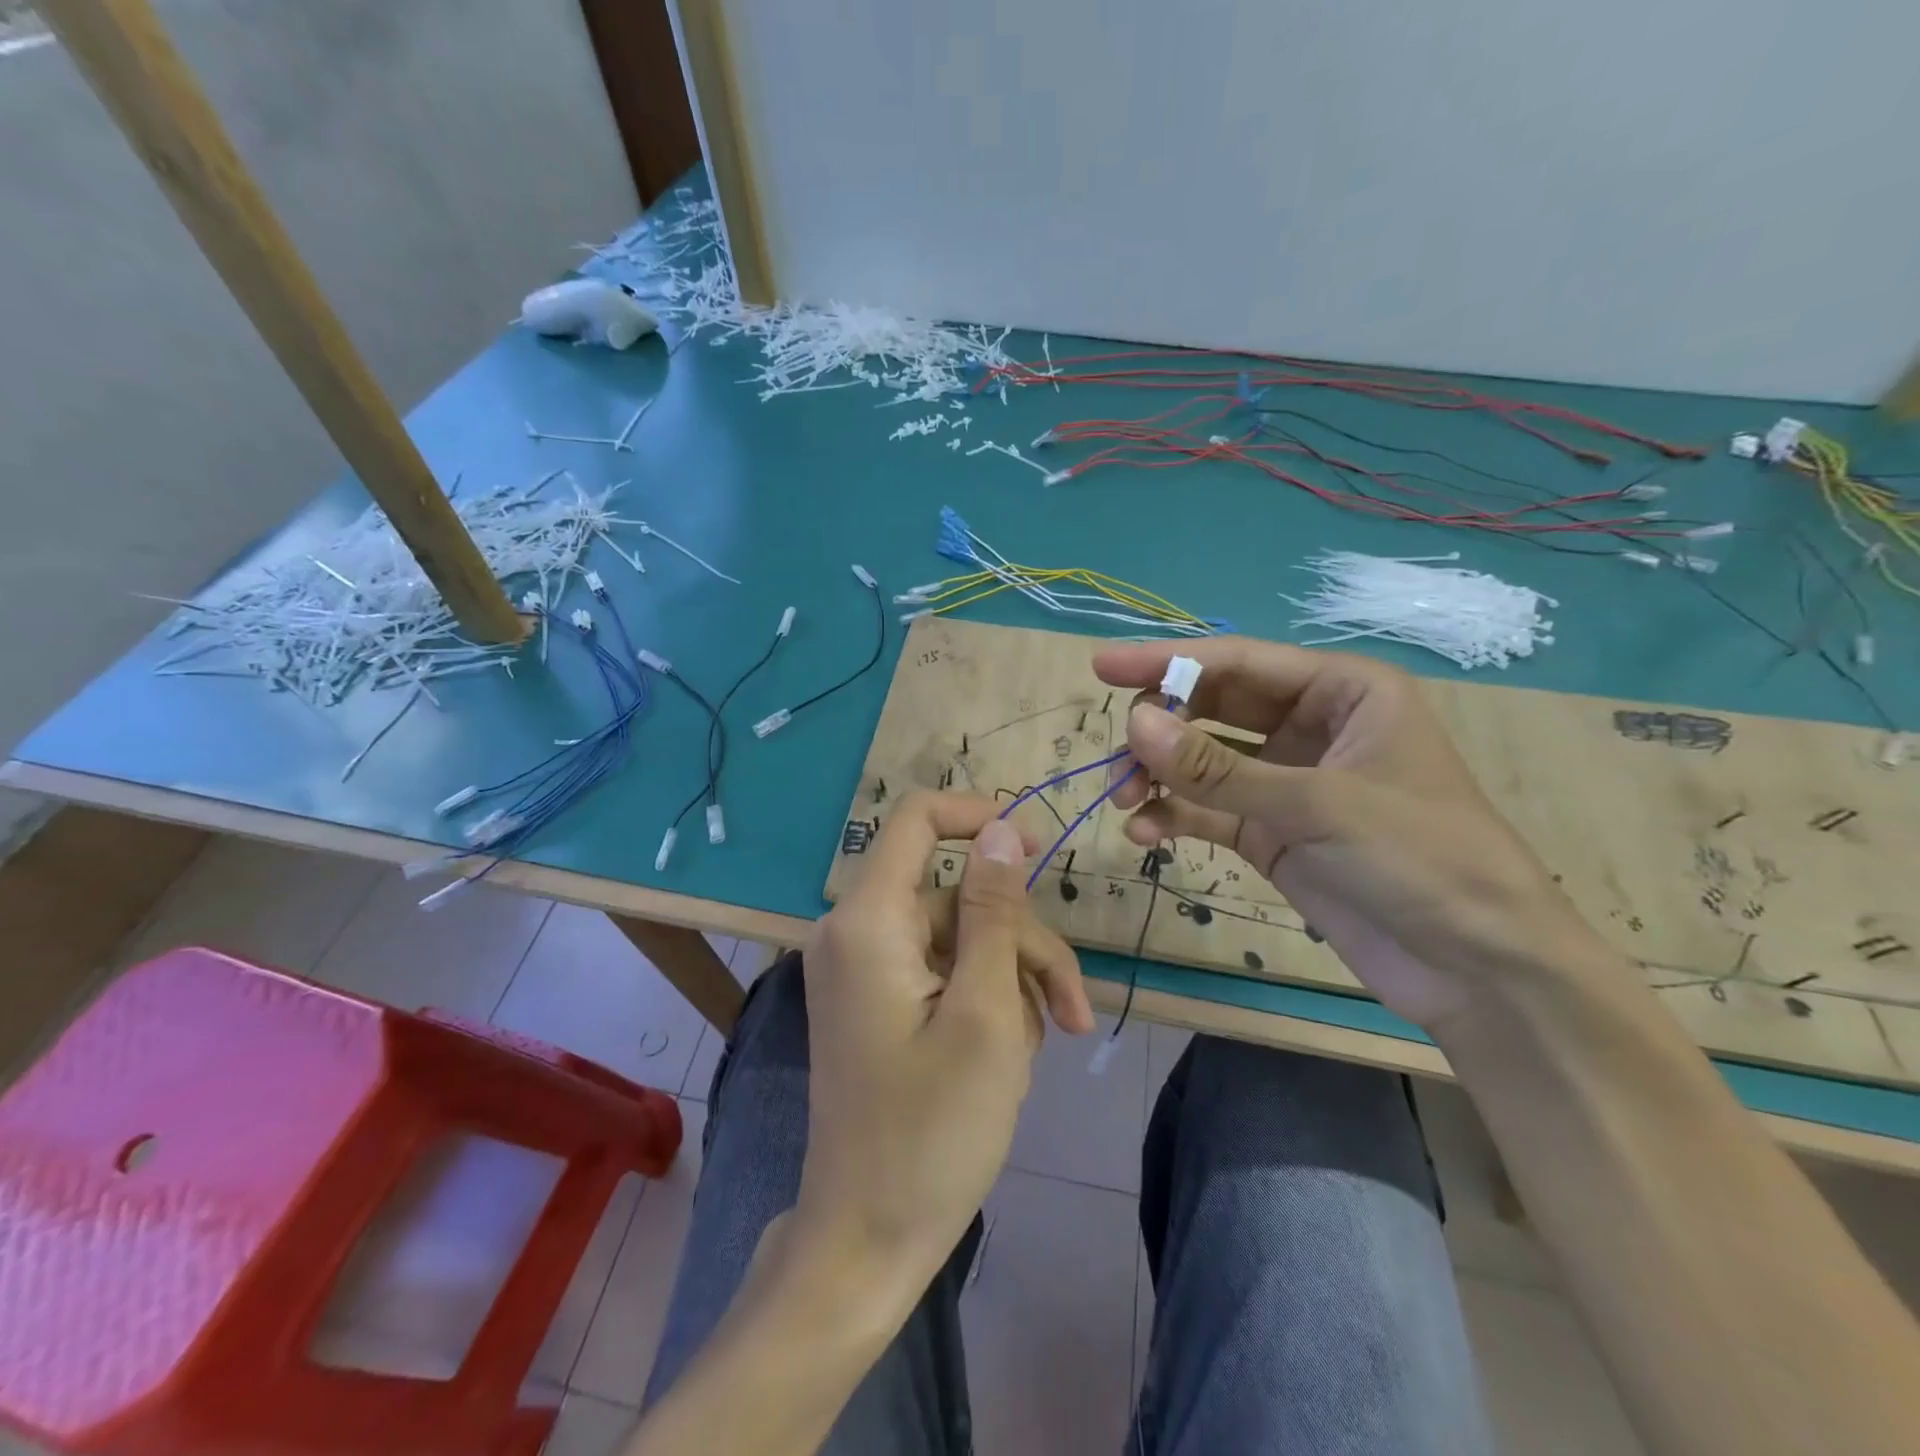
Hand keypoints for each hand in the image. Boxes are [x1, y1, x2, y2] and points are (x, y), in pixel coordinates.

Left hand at [794, 791, 1092, 1306]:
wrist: (867, 1241)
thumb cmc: (932, 1132)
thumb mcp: (985, 1013)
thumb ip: (992, 911)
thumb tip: (1000, 830)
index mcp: (868, 920)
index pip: (917, 819)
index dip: (981, 817)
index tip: (1040, 850)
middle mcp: (856, 931)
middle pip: (958, 896)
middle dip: (1022, 942)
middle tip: (1074, 1011)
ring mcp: (865, 969)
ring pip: (961, 938)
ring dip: (1013, 980)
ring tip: (1045, 1045)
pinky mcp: (878, 1001)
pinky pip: (943, 972)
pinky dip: (985, 1000)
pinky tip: (1011, 1053)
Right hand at [1094, 637, 1603, 1031]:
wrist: (1479, 970)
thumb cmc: (1422, 859)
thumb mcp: (1317, 805)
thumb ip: (1218, 769)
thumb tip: (1133, 724)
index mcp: (1341, 692)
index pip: (1238, 662)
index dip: (1166, 661)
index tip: (1101, 666)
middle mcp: (1310, 727)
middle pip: (1212, 707)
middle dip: (1160, 729)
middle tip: (1117, 758)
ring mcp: (1287, 783)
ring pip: (1202, 761)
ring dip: (1158, 776)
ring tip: (1124, 801)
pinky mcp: (1271, 833)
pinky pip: (1207, 810)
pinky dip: (1173, 816)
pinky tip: (1145, 834)